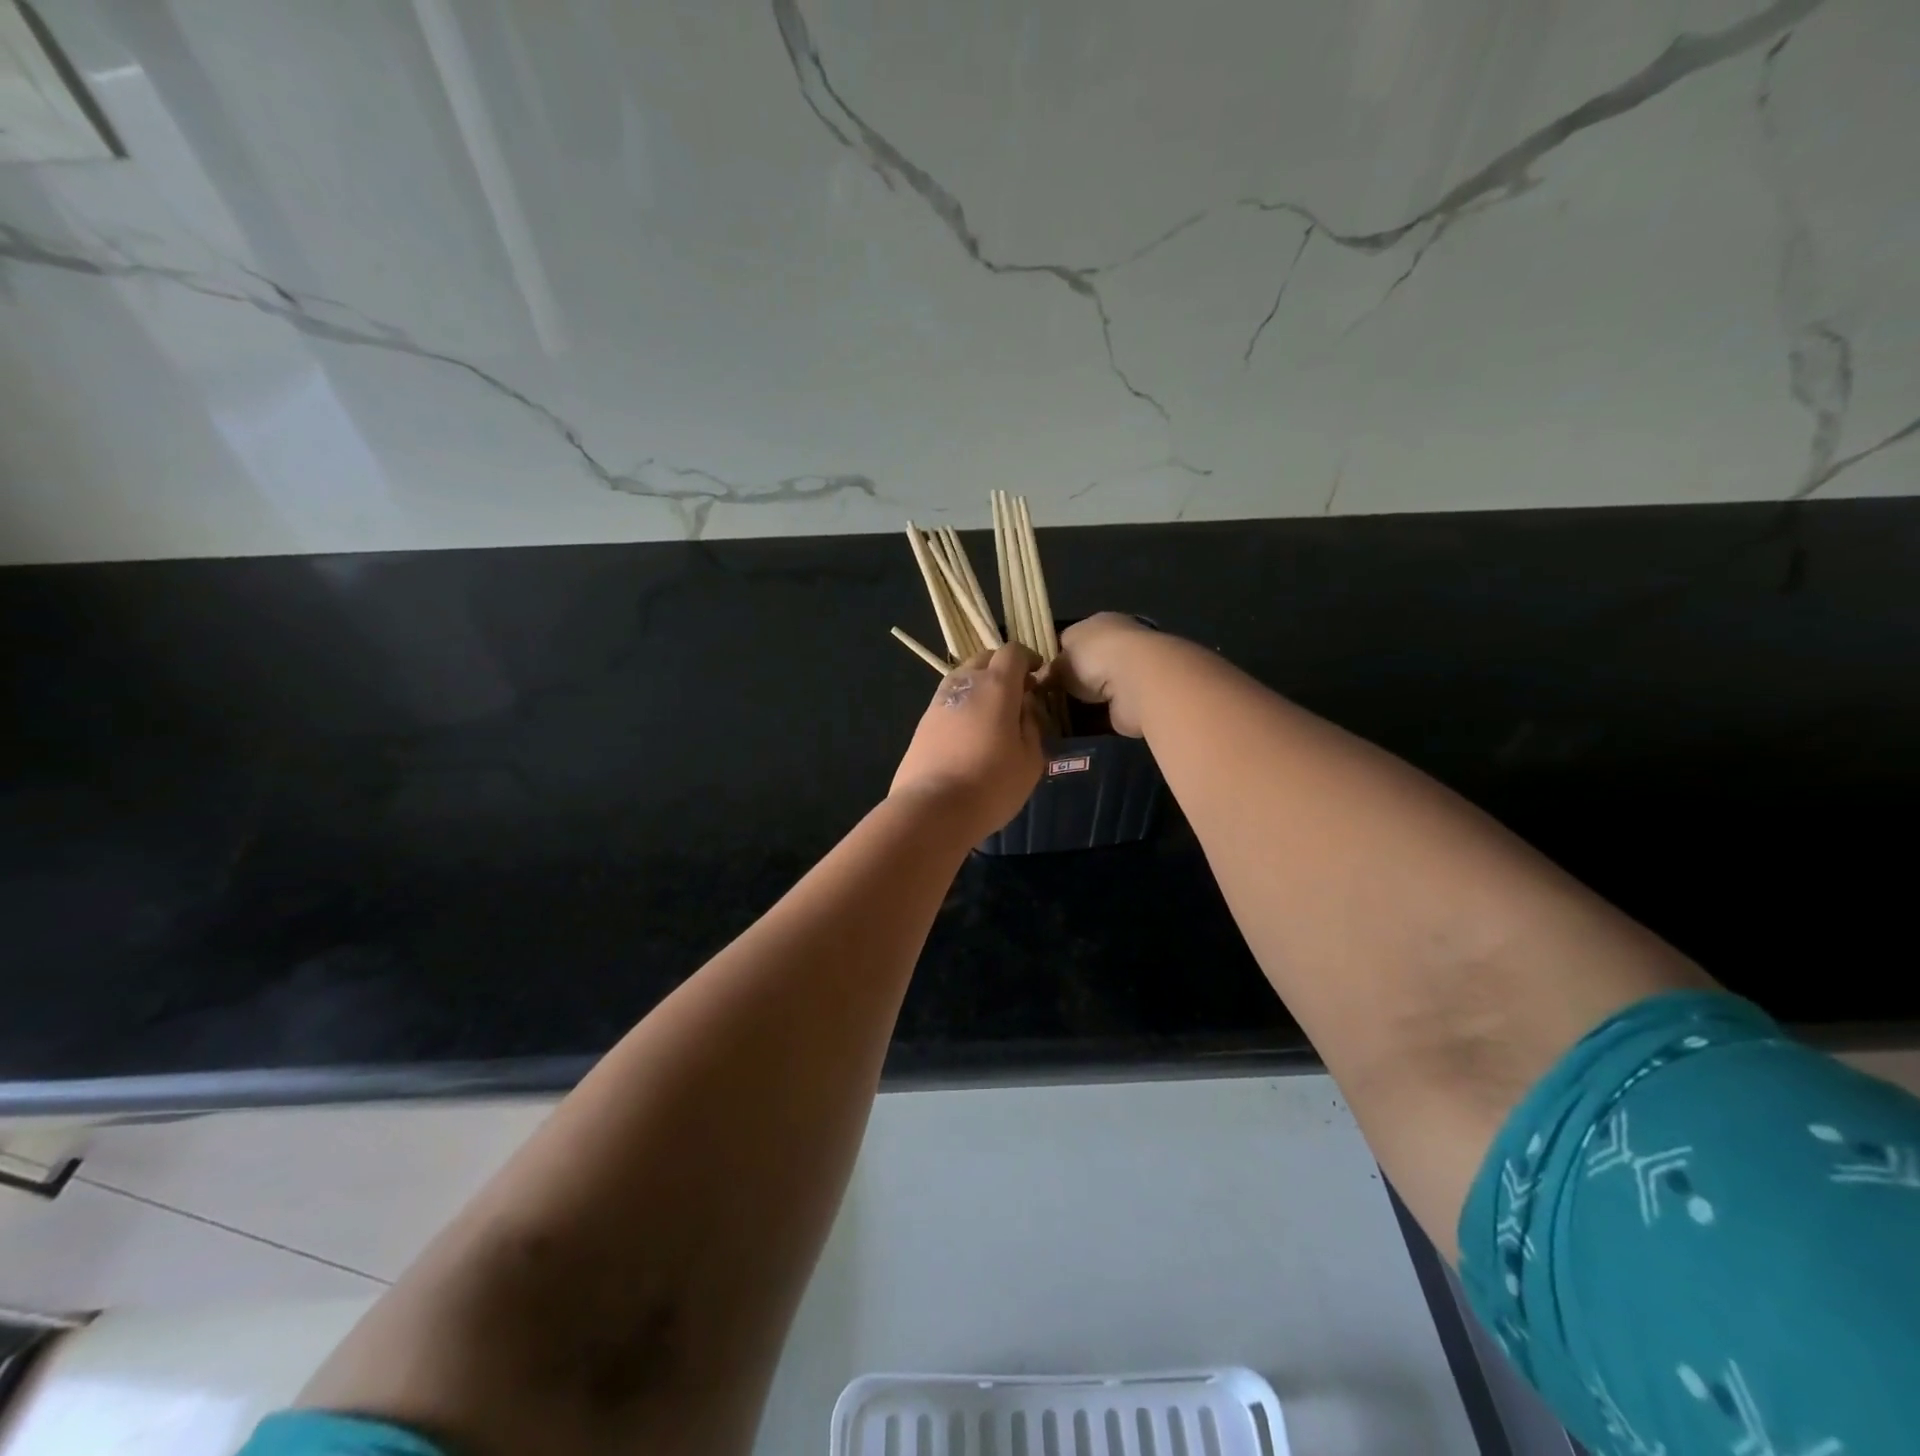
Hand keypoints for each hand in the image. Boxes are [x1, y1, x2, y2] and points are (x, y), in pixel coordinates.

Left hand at [890, 644, 1044, 839]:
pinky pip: (949, 700)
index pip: (1012, 652)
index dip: (1028, 659)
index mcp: (996, 686)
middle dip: (1003, 669)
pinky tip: (971, 732)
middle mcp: (964, 684)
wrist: (932, 808)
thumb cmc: (992, 784)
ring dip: (980, 686)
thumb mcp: (1030, 759)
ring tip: (994, 714)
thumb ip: (1032, 725)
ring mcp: (939, 701)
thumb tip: (1025, 708)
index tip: (1038, 677)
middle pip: (984, 659)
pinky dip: (964, 705)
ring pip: (963, 678)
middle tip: (1018, 694)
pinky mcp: (922, 723)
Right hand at [1050, 612, 1163, 736]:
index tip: (1043, 676)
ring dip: (1087, 700)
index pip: (1073, 638)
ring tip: (1060, 717)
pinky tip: (1080, 727)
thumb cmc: (1094, 658)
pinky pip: (1110, 708)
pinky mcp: (1136, 697)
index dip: (1057, 656)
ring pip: (1100, 687)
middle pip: (1088, 663)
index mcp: (1099, 624)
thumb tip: (1039, 680)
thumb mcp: (1059, 661)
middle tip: (1050, 700)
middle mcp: (1118, 643)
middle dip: (1073, 680)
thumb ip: (1050, 670)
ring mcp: (1130, 671)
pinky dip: (1098, 717)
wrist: (1136, 682)